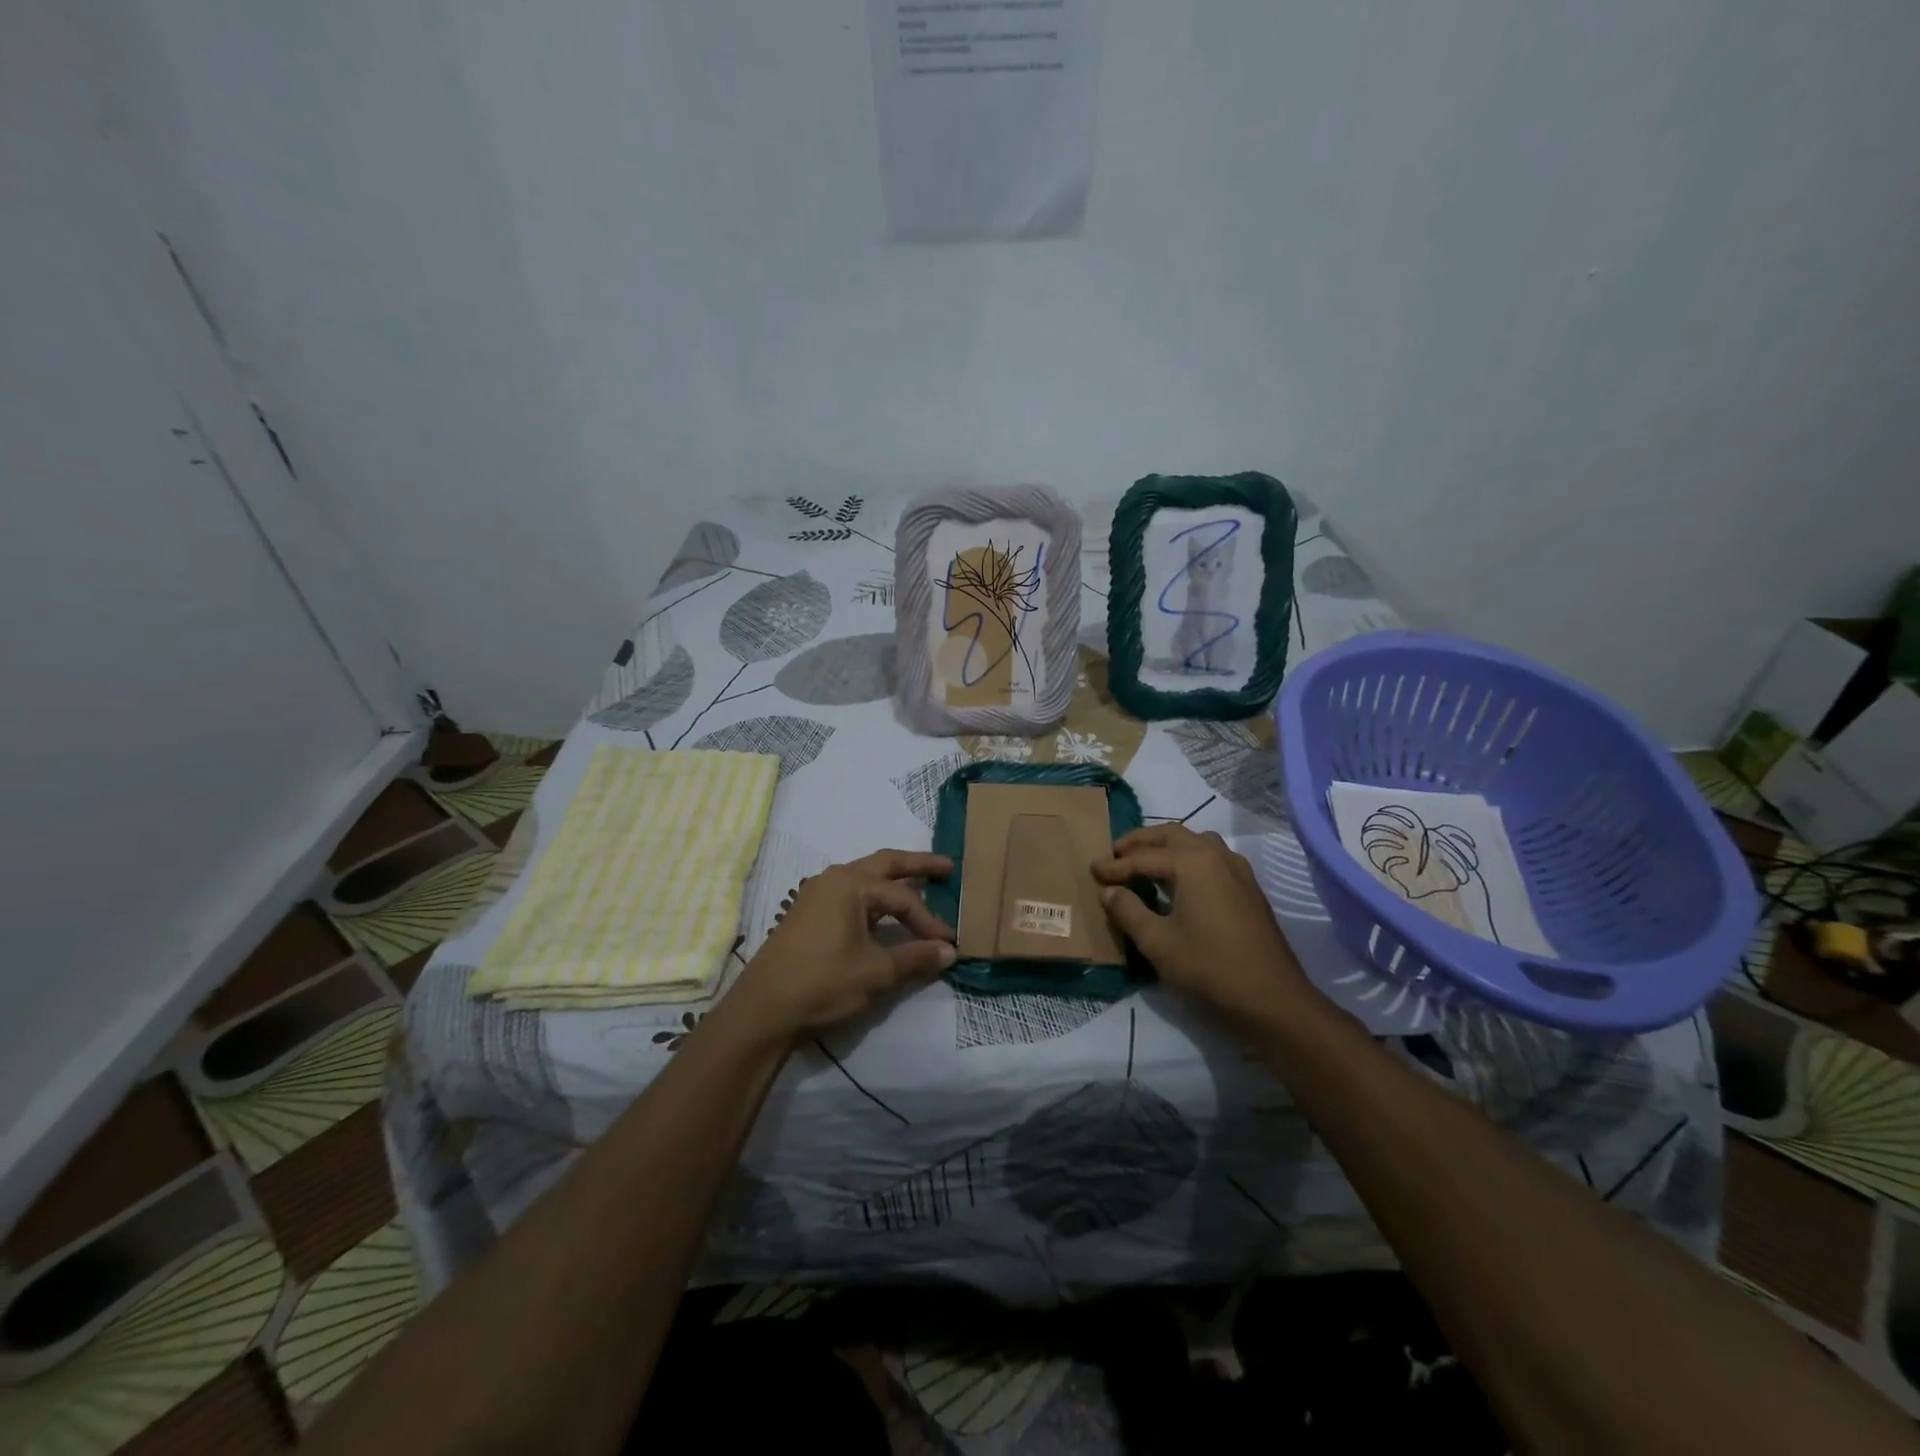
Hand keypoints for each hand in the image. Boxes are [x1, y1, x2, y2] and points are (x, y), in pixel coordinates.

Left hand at [727, 850, 955, 1043]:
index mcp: (851, 884)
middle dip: (917, 866)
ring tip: (921, 885)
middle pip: (884, 864)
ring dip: (894, 881)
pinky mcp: (810, 913)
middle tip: (948, 868)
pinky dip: (876, 897)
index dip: (929, 920)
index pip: (903, 897)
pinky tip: (885, 911)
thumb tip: (950, 951)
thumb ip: (916, 957)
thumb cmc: (823, 983)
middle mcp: (834, 879)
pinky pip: (852, 893)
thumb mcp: (876, 973)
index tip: (949, 942)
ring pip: (866, 878)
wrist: (763, 1009)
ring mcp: (818, 894)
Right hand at [1093, 825, 1312, 1022]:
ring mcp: (1238, 870)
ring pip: (1195, 843)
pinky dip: (1187, 859)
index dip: (1115, 865)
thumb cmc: (1209, 968)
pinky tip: (1178, 882)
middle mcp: (1216, 855)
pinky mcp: (1248, 889)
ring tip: (1144, 863)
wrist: (1273, 1000)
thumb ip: (1128, 911)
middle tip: (1114, 855)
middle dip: (1140, 843)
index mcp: (1192, 862)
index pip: (1144, 857)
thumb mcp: (1157, 942)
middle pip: (1171, 835)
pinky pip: (1211, 858)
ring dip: (1166, 847)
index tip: (1092, 871)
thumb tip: (1109, 891)